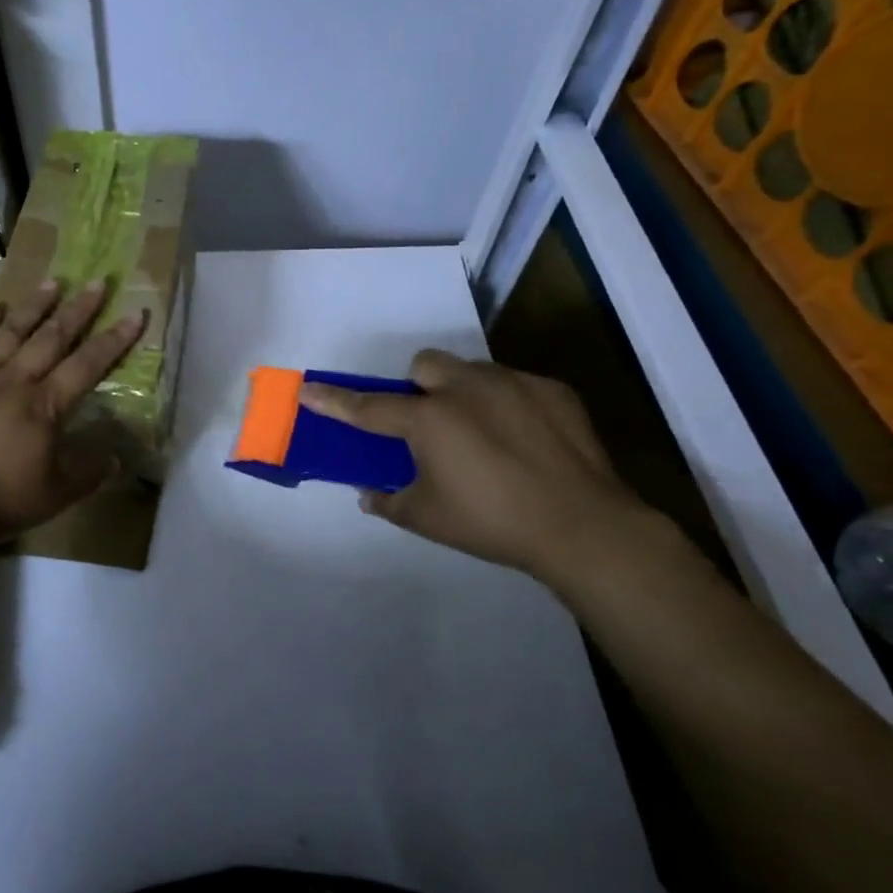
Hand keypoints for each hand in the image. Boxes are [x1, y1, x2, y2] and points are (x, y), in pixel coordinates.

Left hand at [0, 278, 147, 551]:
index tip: (134, 314)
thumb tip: (116, 456)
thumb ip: (90, 471)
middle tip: (96, 282)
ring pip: (11, 331)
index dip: (114, 339)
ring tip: (51, 282)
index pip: (88, 364)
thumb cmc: (1, 499)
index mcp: (46, 405)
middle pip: (52, 336)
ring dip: (34, 305)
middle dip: (78, 309)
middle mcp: (16, 380)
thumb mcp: (58, 494)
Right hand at [298, 351, 660, 583]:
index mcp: (429, 419)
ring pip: (470, 370)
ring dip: (462, 393)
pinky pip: (515, 385)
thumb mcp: (428, 519)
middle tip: (429, 425)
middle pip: (423, 366)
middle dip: (417, 388)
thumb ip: (389, 501)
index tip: (308, 391)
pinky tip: (525, 440)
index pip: (368, 407)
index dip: (334, 401)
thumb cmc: (492, 523)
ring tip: (483, 434)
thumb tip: (368, 494)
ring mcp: (512, 384)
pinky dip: (507, 405)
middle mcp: (465, 388)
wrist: (584, 527)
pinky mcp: (551, 390)